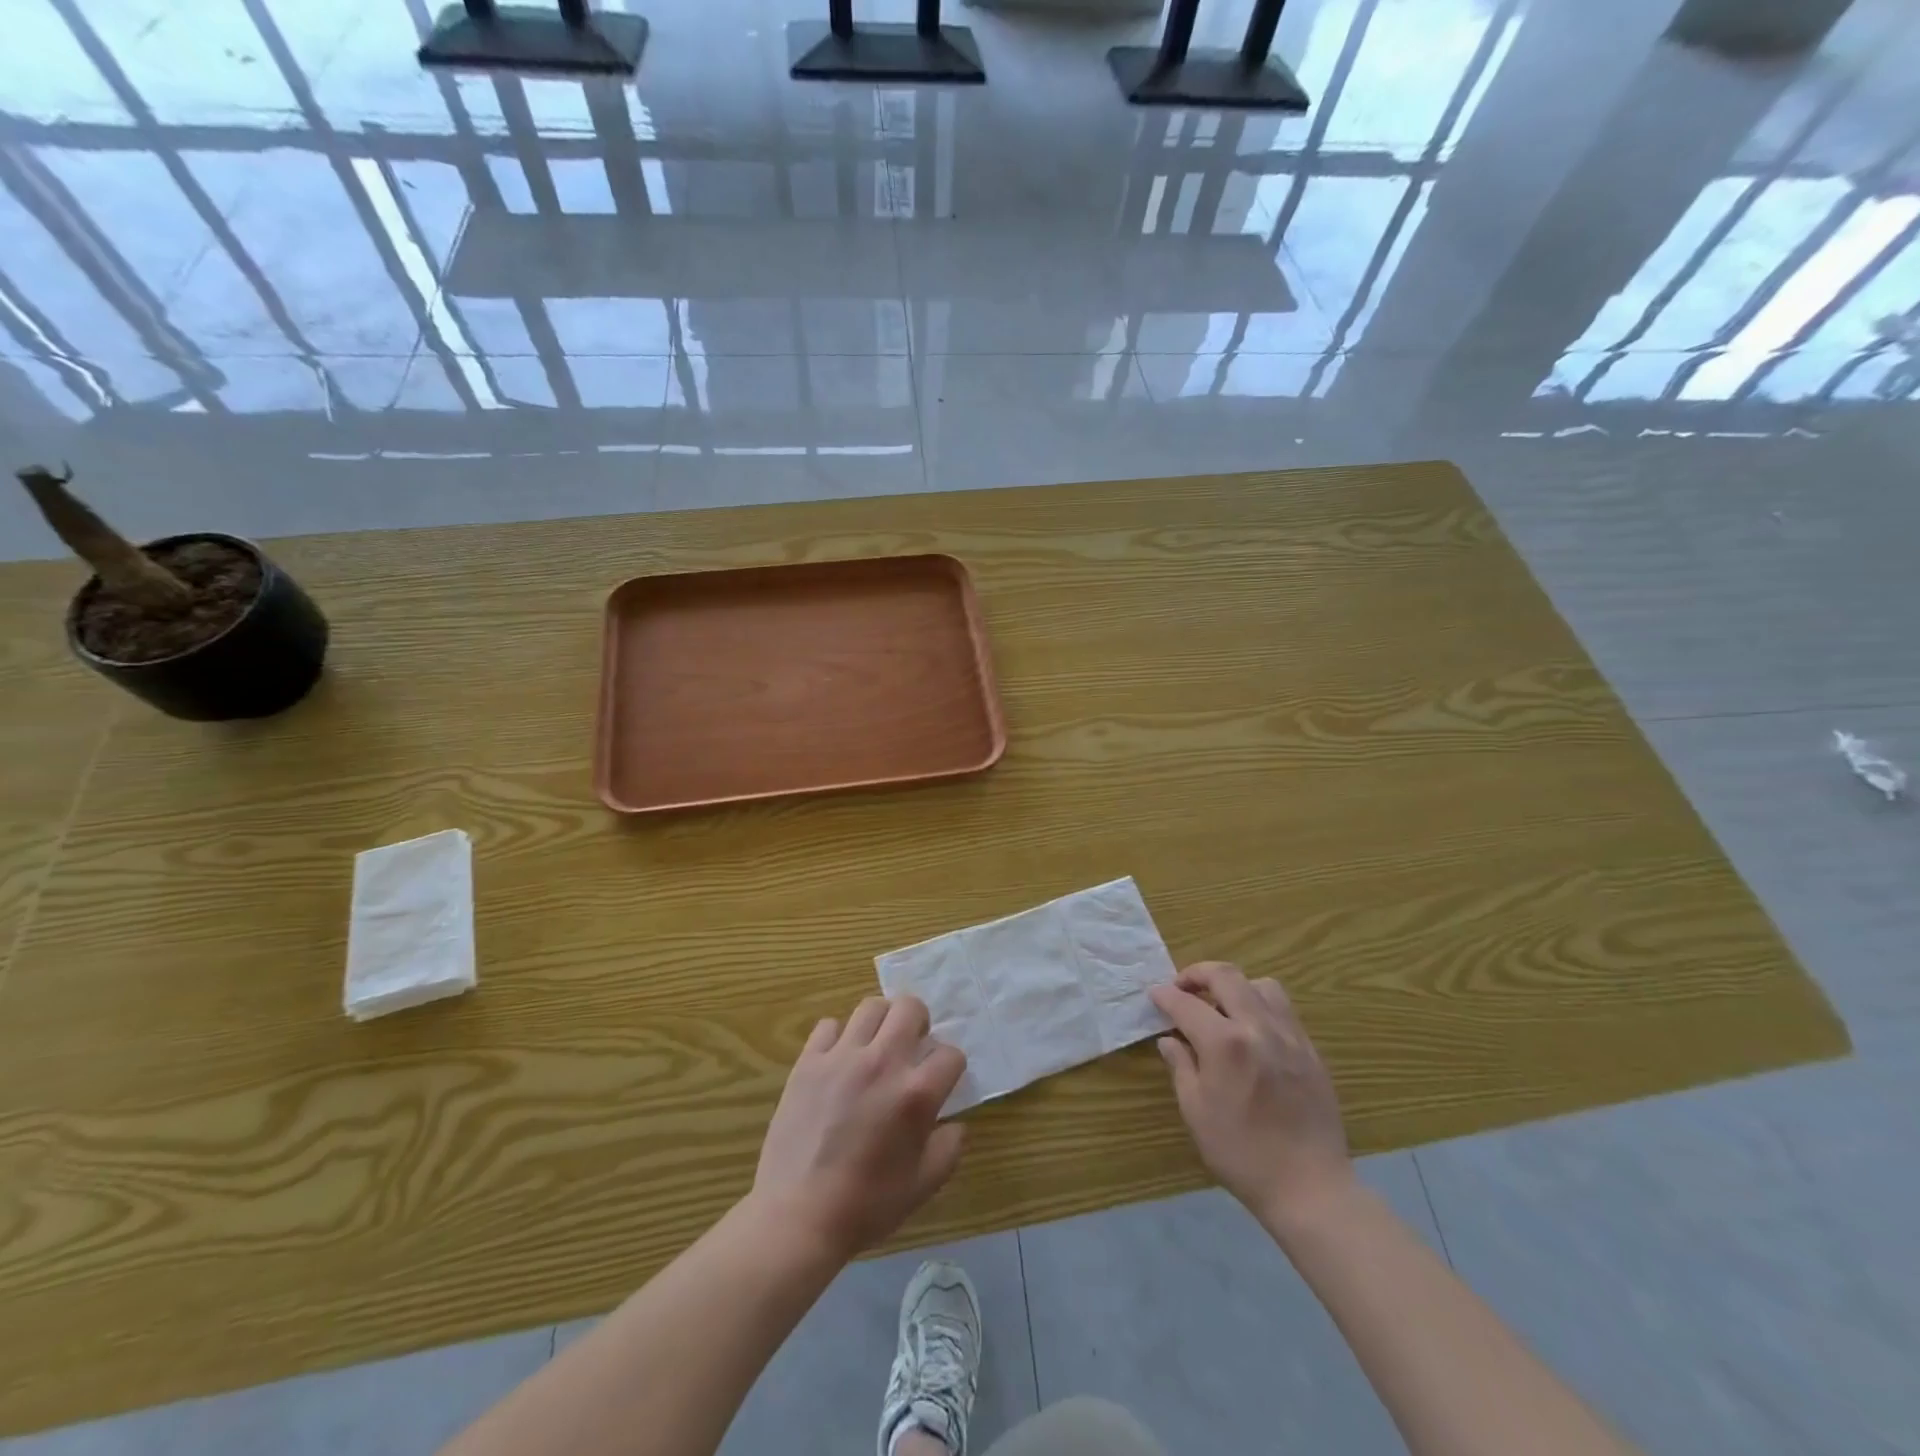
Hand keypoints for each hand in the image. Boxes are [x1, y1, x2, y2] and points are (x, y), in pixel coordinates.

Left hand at [752, 996, 966, 1261]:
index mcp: (916, 1094)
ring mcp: (842, 1057)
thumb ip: (949, 1148)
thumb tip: (955, 1123)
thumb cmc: (866, 1205)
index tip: (941, 1081)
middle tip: (911, 1047)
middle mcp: (883, 1062)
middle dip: (919, 1022)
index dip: (951, 1067)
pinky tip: (839, 1060)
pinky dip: (838, 1037)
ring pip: (871, 1007)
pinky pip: (828, 1026)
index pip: (951, 1054)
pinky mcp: (809, 1062)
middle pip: (910, 1007)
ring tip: (877, 1045)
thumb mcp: (923, 1186)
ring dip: (881, 1022)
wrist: (798, 1216)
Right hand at [1150, 962, 1353, 1228]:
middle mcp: (1258, 1027)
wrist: (1310, 1187)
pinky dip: (1260, 1005)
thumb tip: (1169, 1040)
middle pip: (1226, 976)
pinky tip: (1251, 1030)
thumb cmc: (1242, 1154)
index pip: (1186, 1003)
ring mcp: (1290, 1036)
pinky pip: (1283, 1009)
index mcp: (1225, 1044)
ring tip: (1221, 1005)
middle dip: (1197, 974)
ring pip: (1260, 985)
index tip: (1154, 995)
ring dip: (1234, 986)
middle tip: (1182, 987)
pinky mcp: (1310, 1050)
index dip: (1165, 995)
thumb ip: (1181, 1066)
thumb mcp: (1196, 1112)